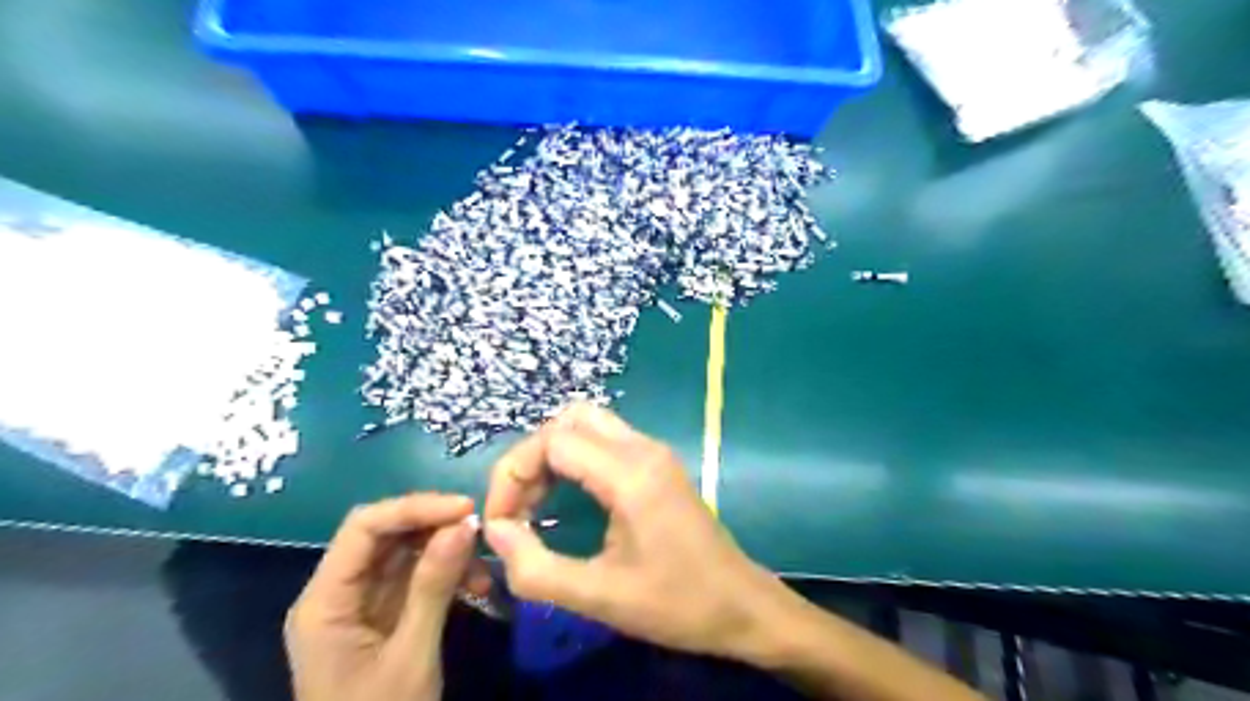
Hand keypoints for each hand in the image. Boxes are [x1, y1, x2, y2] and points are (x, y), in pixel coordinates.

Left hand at [285, 492, 475, 700]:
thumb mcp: (411, 656)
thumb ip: (433, 586)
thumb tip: (465, 524)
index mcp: (325, 601)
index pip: (364, 528)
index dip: (414, 508)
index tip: (465, 508)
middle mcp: (337, 592)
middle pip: (383, 534)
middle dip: (434, 525)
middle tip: (480, 528)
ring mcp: (360, 603)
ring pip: (404, 551)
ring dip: (446, 549)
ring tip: (483, 563)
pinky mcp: (382, 614)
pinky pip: (415, 576)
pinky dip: (447, 573)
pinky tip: (476, 584)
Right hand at [479, 402, 779, 659]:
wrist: (741, 604)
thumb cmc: (675, 604)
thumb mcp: (599, 596)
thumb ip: (536, 568)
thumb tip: (495, 532)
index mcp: (630, 474)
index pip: (552, 441)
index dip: (513, 475)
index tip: (502, 522)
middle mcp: (643, 448)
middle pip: (568, 419)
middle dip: (531, 456)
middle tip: (519, 506)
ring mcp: (654, 452)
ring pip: (587, 423)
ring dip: (552, 454)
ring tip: (536, 503)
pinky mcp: (658, 463)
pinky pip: (605, 439)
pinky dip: (575, 456)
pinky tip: (567, 496)